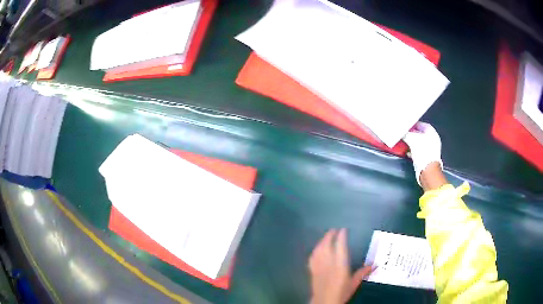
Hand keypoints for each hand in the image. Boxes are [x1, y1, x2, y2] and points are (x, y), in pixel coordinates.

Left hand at [309, 229, 373, 303]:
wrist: (324, 302)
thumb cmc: (341, 292)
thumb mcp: (354, 283)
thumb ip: (363, 272)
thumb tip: (374, 265)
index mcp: (340, 265)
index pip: (340, 246)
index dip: (341, 236)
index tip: (343, 229)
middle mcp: (328, 263)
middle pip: (327, 245)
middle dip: (329, 236)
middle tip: (333, 229)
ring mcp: (319, 266)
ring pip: (318, 250)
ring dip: (322, 241)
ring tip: (326, 237)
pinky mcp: (312, 271)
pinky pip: (312, 257)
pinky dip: (315, 251)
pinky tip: (316, 249)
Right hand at [402, 122, 442, 185]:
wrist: (427, 171)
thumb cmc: (423, 153)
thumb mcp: (412, 139)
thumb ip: (406, 134)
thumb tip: (402, 133)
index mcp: (432, 133)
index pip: (422, 124)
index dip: (414, 124)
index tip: (406, 125)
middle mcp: (433, 141)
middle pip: (421, 134)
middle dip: (412, 134)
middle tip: (404, 133)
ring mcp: (431, 150)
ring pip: (419, 143)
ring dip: (412, 143)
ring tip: (404, 142)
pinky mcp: (427, 159)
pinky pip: (418, 152)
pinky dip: (413, 151)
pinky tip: (407, 152)